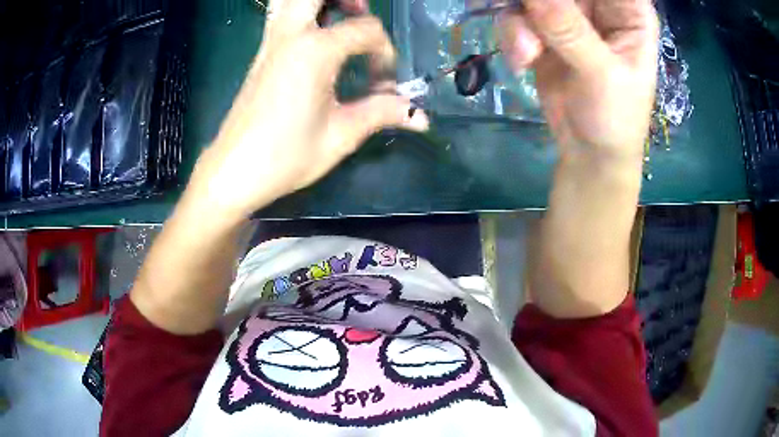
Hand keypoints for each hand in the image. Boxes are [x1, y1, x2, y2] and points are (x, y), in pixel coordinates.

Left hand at [186, 0, 427, 222]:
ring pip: (288, 0)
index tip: (383, 85)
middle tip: (362, 14)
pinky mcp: (261, 54)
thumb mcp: (341, 135)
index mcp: (315, 50)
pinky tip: (315, 36)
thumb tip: (422, 117)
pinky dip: (300, 12)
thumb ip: (383, 114)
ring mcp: (270, 42)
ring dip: (318, 1)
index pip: (365, 30)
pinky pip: (279, 16)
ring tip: (339, 17)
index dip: (384, 54)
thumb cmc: (286, 155)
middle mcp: (290, 35)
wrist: (234, 171)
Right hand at [497, 0, 658, 156]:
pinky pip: (517, 14)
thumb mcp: (602, 75)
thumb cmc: (615, 118)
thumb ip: (571, 32)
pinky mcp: (543, 29)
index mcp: (628, 11)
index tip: (552, 4)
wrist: (588, 152)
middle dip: (537, 0)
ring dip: (520, 20)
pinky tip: (523, 61)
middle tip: (524, 14)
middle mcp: (598, 6)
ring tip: (527, 52)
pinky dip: (513, 35)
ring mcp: (568, 14)